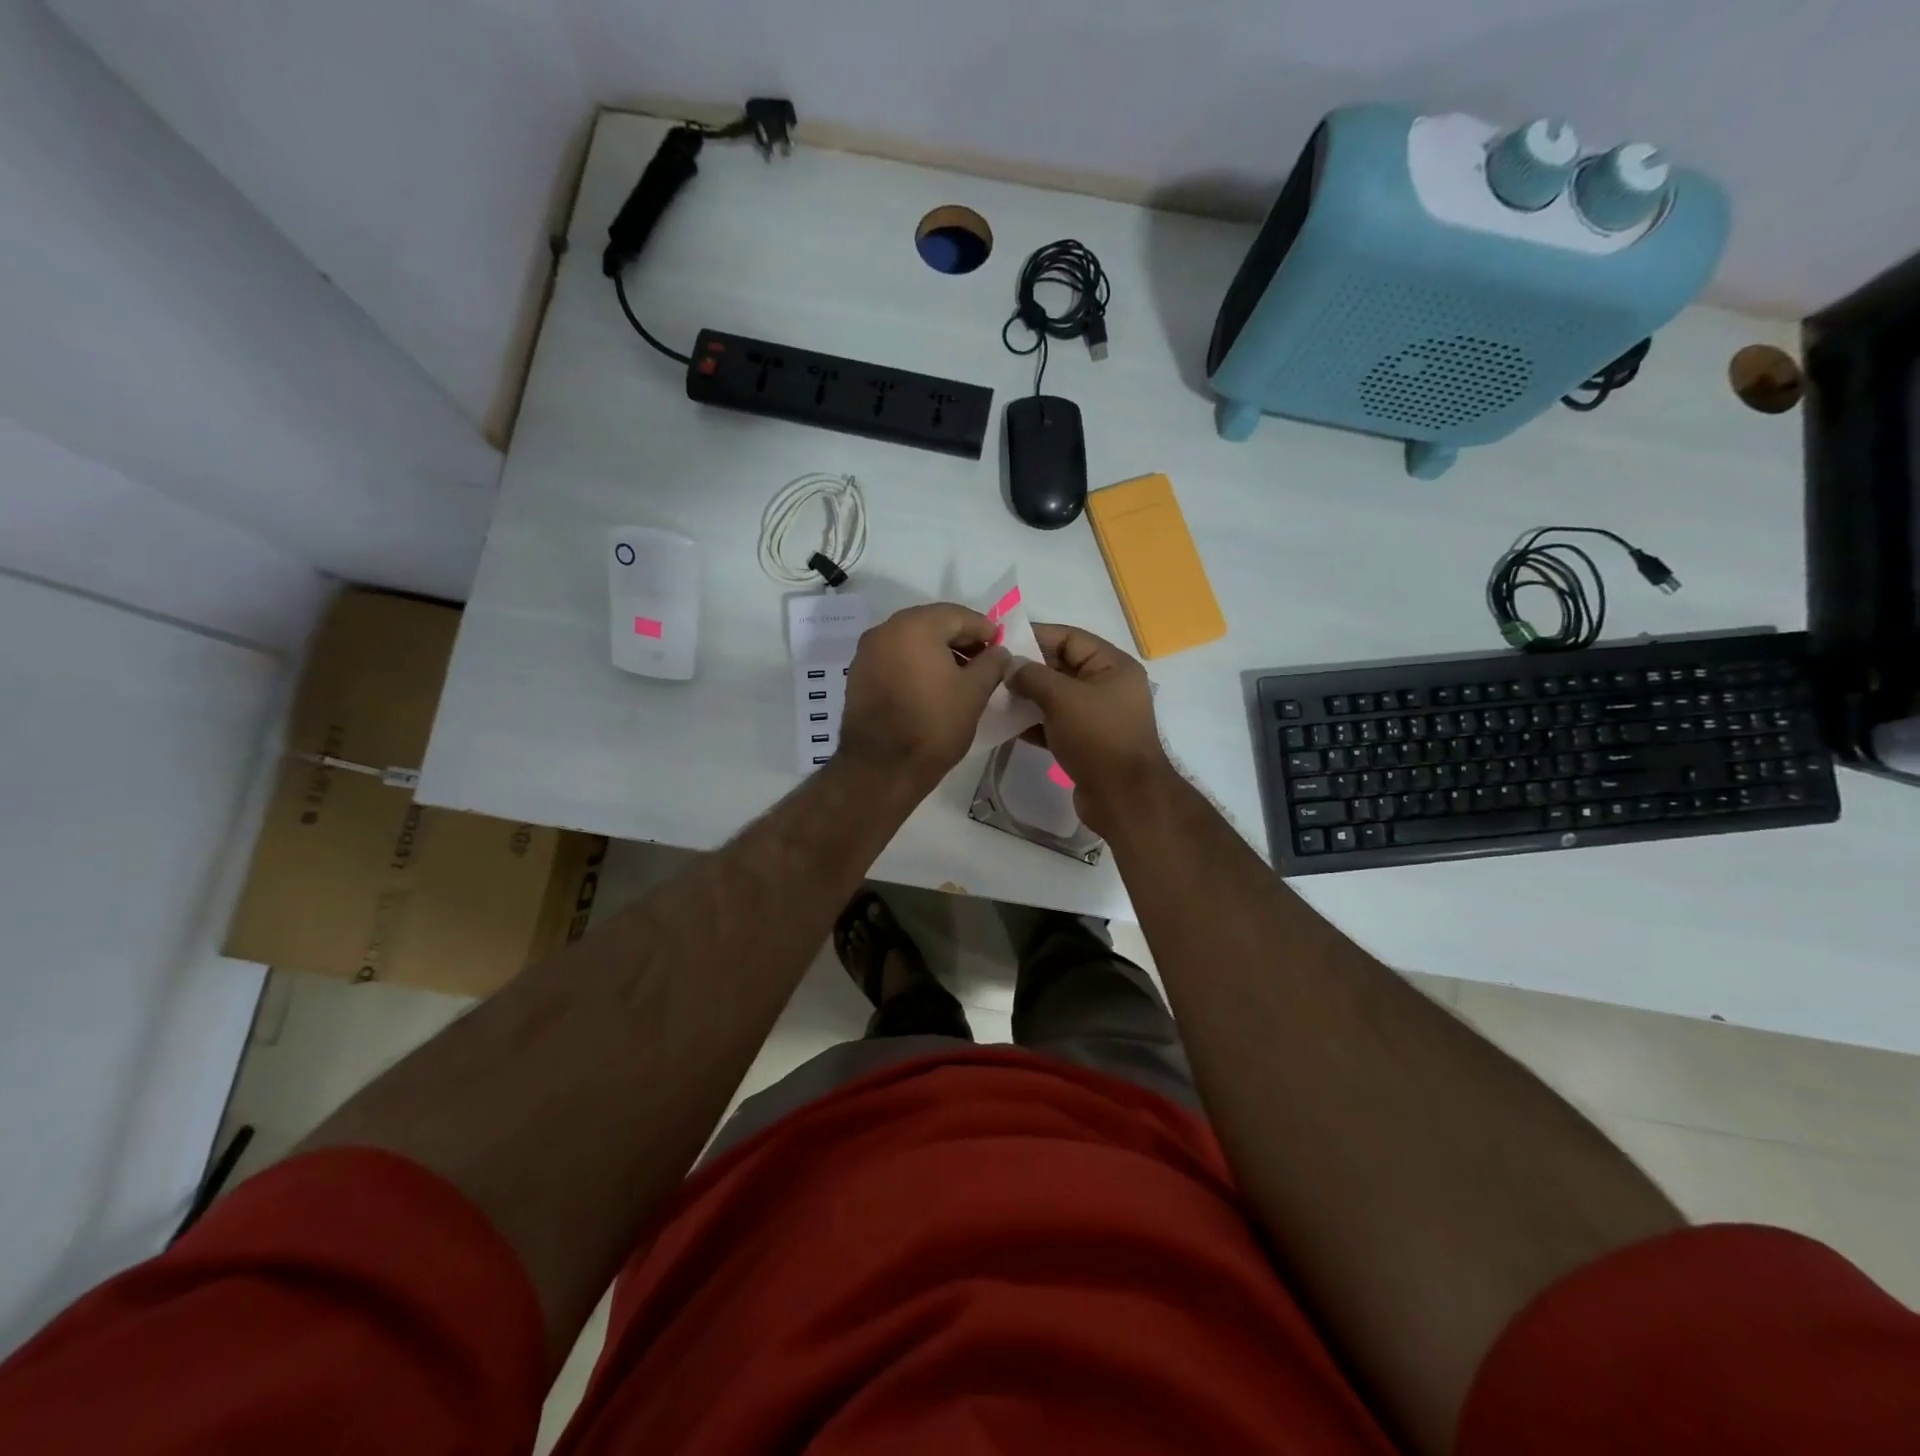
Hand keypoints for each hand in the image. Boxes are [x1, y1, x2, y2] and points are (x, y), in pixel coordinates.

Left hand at [839, 604, 1008, 791]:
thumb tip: (999, 651)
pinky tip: (932, 686)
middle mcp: (885, 630)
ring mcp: (867, 652)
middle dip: (959, 638)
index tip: (1000, 645)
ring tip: (961, 676)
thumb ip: (992, 663)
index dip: (983, 628)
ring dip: (937, 651)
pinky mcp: (858, 675)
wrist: (881, 768)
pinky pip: (894, 658)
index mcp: (914, 626)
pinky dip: (915, 664)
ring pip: (910, 640)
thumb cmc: (933, 725)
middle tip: (983, 659)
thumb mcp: (974, 693)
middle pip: (931, 623)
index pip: (957, 615)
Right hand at [1006, 623, 1171, 835]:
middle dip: (1028, 669)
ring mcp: (1098, 717)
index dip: (1035, 635)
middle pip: (1062, 667)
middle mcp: (1108, 687)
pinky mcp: (1087, 743)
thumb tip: (1010, 666)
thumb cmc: (1097, 738)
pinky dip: (1034, 723)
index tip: (1001, 640)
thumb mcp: (1062, 698)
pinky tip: (1007, 725)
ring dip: (1027, 697)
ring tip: (994, 697)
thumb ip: (1032, 676)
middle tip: (992, 671)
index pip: (1070, 638)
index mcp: (1113, 666)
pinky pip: (1056, 724)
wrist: (1123, 798)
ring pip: (1056, 698)